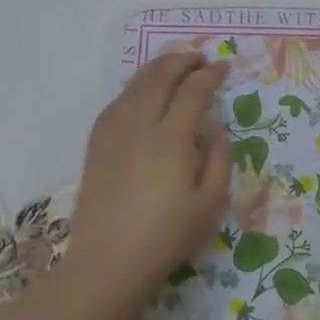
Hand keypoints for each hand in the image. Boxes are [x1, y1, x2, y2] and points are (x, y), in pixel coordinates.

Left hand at [69, 52, 230, 296]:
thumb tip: (215, 131)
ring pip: (134, 86)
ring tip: (171, 65)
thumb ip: (218, 161)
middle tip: (199, 57)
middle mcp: (140, 126)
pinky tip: (139, 93)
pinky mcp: (96, 146)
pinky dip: (132, 89)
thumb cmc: (165, 237)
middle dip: (181, 62)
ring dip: (155, 69)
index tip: (223, 67)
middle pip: (159, 78)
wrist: (108, 262)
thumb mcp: (209, 205)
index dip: (209, 75)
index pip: (192, 92)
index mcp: (171, 139)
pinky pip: (115, 103)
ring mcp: (113, 133)